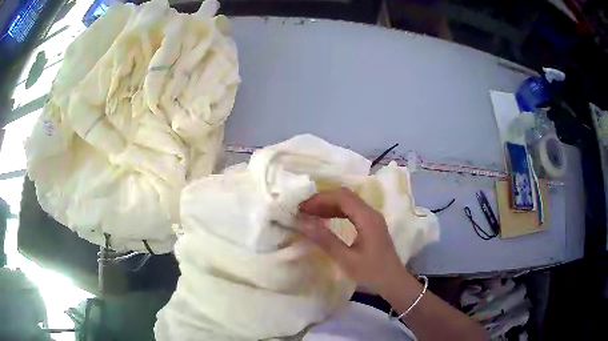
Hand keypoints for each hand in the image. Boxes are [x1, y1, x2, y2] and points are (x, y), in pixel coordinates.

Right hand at [297, 188, 412, 294]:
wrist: (393, 282)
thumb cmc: (371, 273)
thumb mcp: (346, 259)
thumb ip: (325, 240)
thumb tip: (303, 223)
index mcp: (367, 218)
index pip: (342, 197)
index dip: (320, 199)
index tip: (302, 208)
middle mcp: (371, 213)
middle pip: (345, 196)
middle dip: (323, 200)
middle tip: (303, 210)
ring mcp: (372, 218)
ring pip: (348, 202)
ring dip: (329, 205)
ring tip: (310, 214)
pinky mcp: (371, 225)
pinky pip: (352, 211)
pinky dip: (337, 212)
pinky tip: (325, 220)